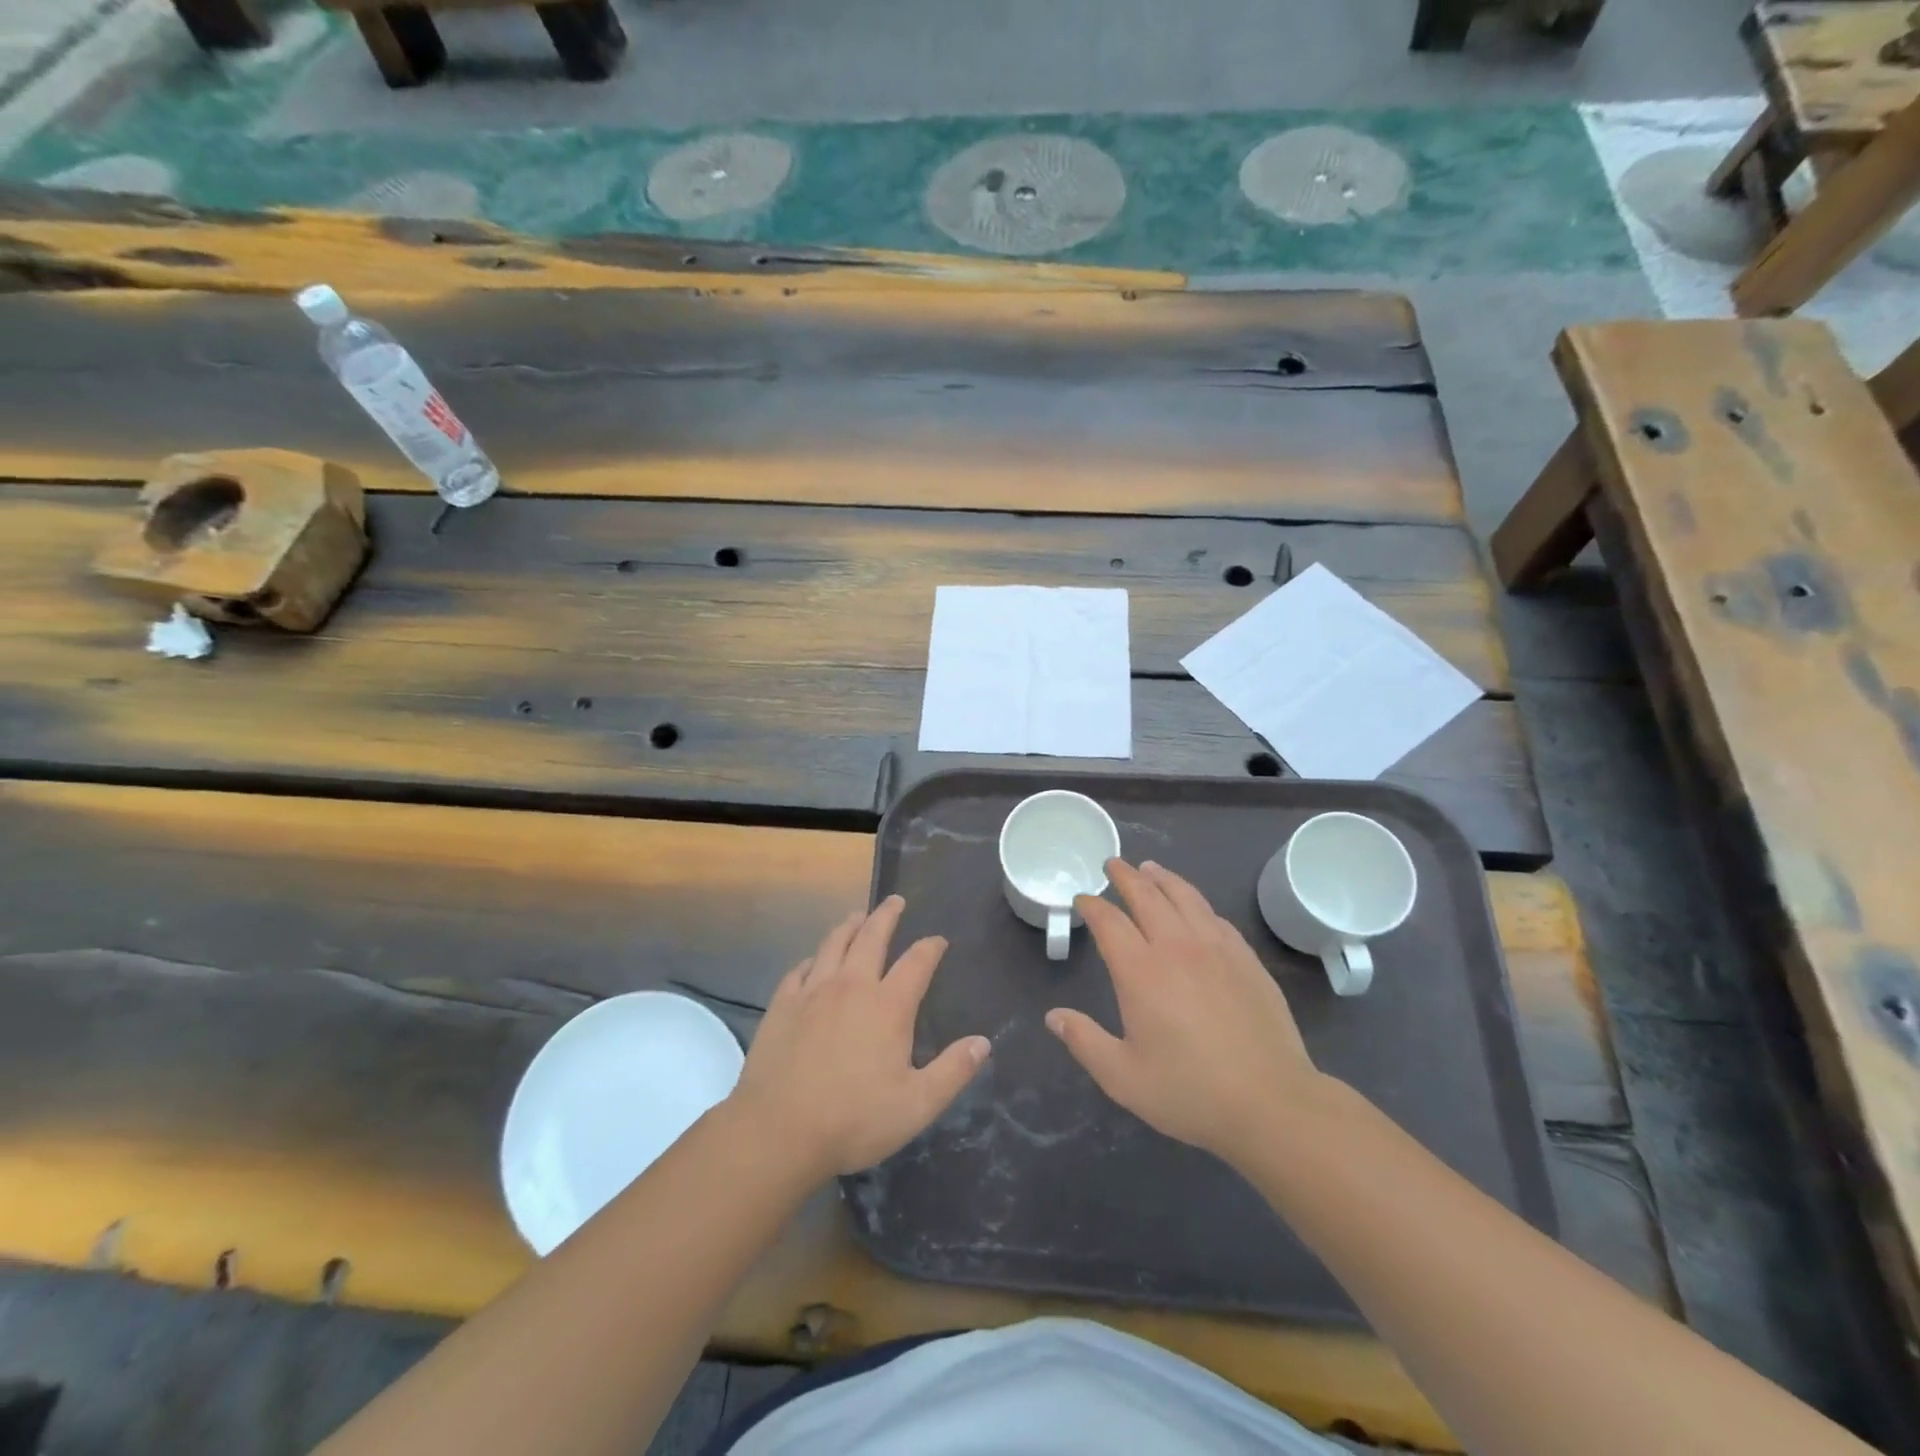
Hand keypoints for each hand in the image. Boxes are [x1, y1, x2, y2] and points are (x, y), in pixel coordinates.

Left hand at [730, 895, 989, 1178]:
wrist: (779, 1131)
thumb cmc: (854, 1120)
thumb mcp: (917, 1105)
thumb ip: (953, 1071)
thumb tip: (983, 1042)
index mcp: (888, 1006)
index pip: (917, 962)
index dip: (930, 947)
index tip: (938, 940)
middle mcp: (851, 986)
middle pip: (872, 937)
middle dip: (887, 916)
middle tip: (895, 900)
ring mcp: (812, 992)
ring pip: (834, 944)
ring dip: (849, 925)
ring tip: (857, 915)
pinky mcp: (782, 1005)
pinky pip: (799, 969)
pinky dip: (812, 958)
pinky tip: (813, 960)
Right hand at [1047, 859, 1328, 1166]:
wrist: (1272, 1102)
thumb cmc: (1190, 1092)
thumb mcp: (1123, 1076)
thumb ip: (1084, 1041)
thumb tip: (1054, 1016)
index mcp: (1141, 971)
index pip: (1109, 922)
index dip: (1092, 906)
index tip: (1082, 900)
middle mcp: (1177, 947)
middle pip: (1147, 895)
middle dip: (1125, 876)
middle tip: (1113, 864)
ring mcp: (1216, 949)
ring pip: (1185, 897)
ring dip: (1163, 878)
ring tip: (1150, 868)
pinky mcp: (1246, 960)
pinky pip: (1215, 917)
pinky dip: (1197, 903)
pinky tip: (1195, 908)